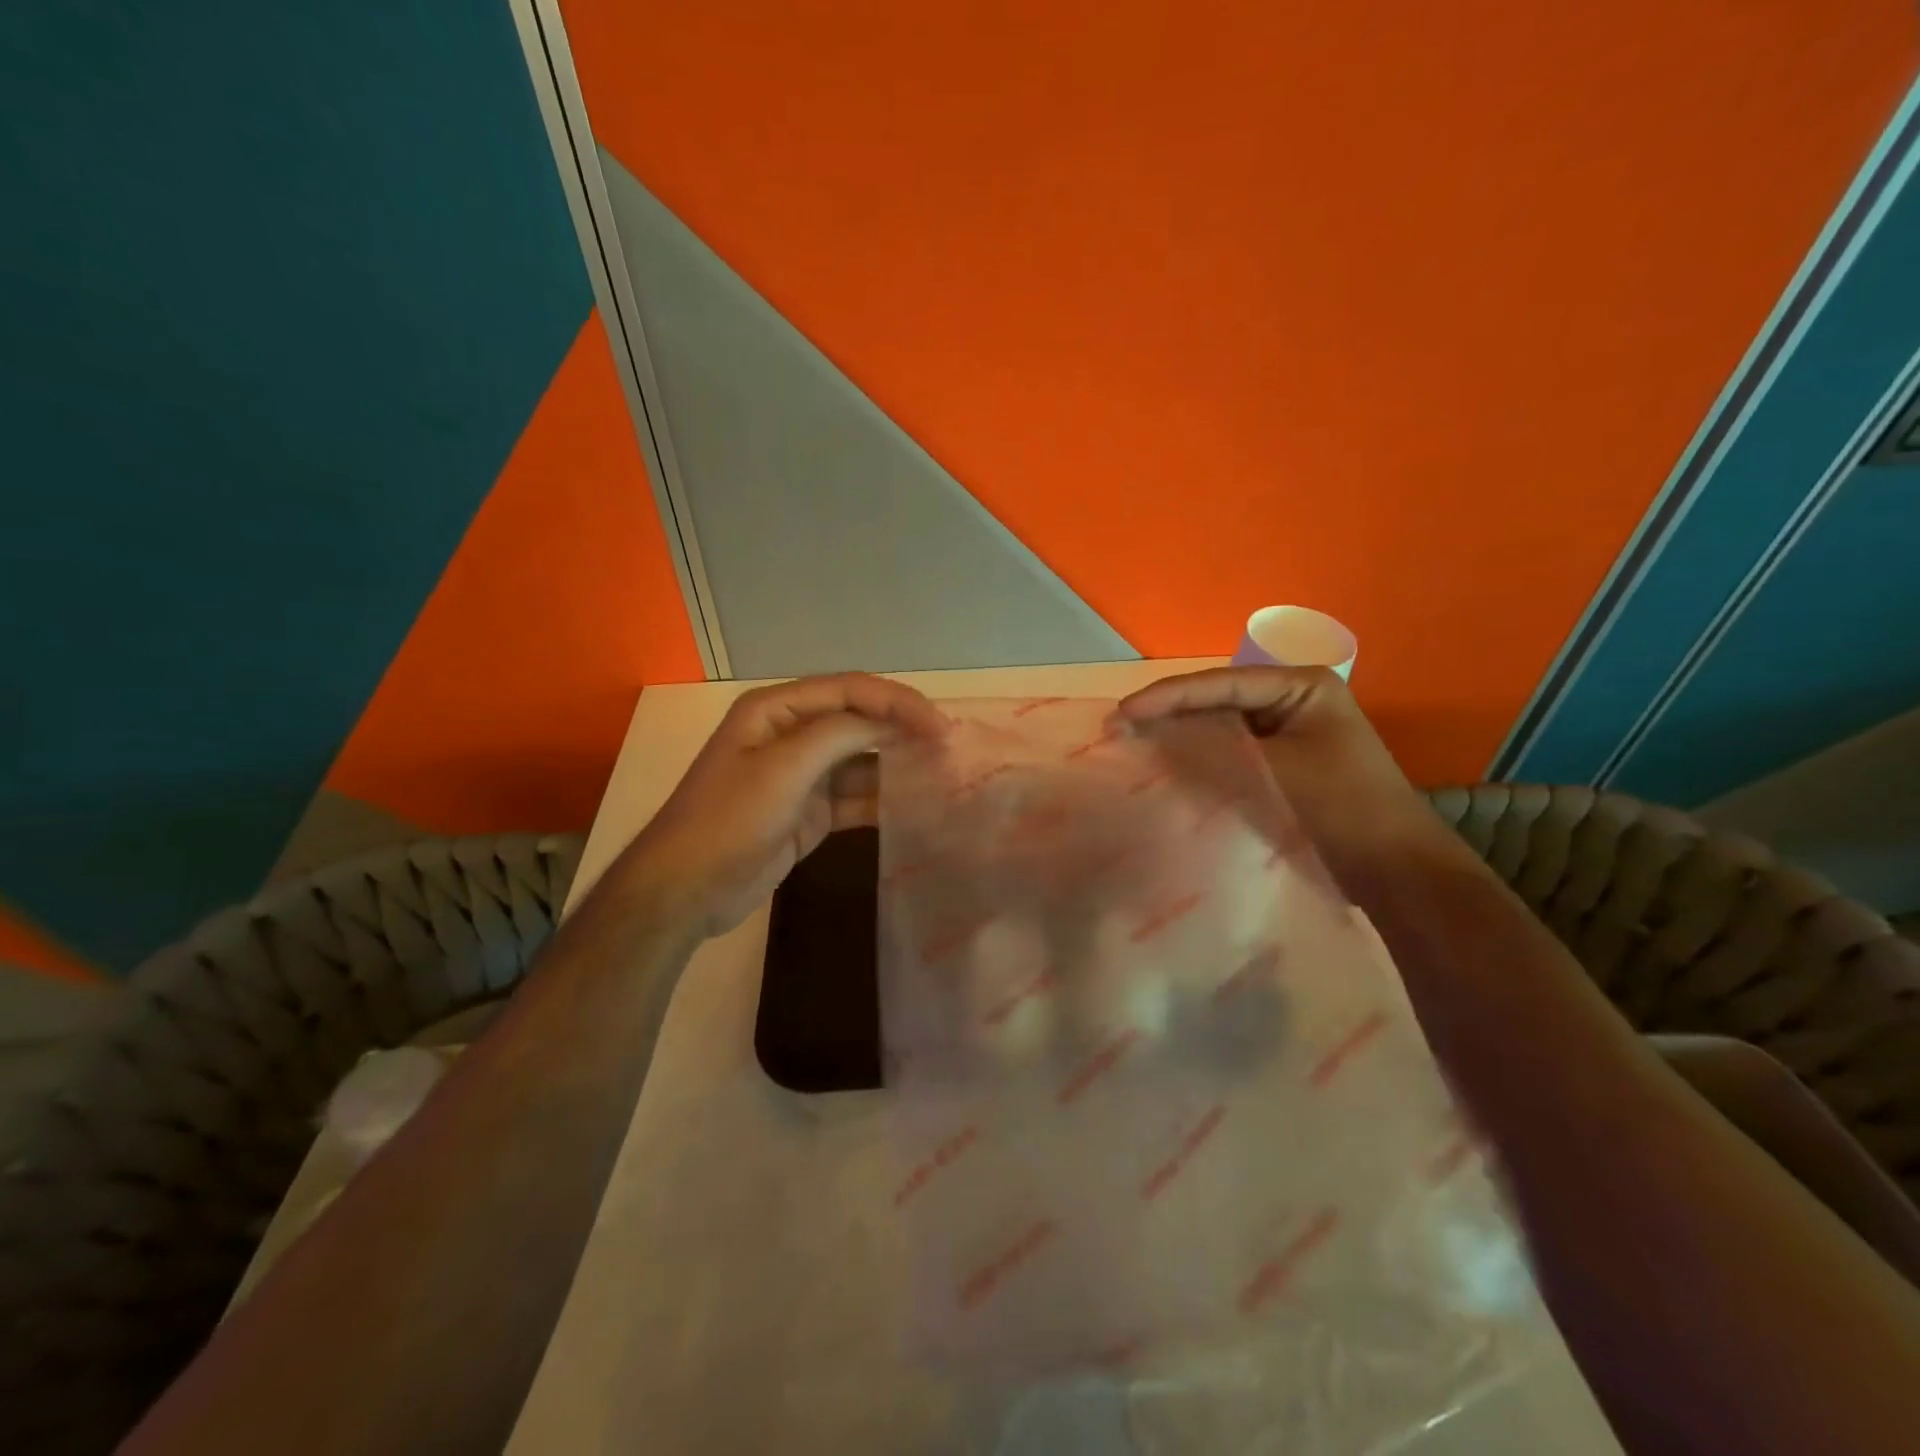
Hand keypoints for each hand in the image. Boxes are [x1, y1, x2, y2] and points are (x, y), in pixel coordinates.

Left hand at [614, 673, 947, 938]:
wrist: (688, 889)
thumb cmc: (730, 818)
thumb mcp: (784, 766)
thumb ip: (840, 735)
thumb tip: (892, 723)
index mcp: (777, 710)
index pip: (849, 690)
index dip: (896, 701)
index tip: (938, 725)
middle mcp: (791, 734)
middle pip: (858, 720)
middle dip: (902, 728)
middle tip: (948, 743)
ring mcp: (801, 776)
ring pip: (860, 760)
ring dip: (897, 764)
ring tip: (942, 771)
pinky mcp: (810, 812)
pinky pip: (855, 797)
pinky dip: (883, 799)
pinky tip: (916, 806)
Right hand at [1116, 666, 1458, 885]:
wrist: (1397, 873)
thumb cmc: (1342, 810)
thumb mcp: (1272, 773)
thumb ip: (1209, 752)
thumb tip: (1148, 738)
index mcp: (1301, 685)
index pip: (1220, 683)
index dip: (1166, 697)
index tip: (1121, 713)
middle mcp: (1293, 700)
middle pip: (1217, 701)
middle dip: (1169, 715)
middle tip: (1118, 727)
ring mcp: (1288, 734)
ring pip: (1221, 728)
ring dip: (1181, 738)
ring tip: (1132, 744)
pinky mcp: (1281, 766)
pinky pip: (1231, 755)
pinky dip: (1200, 761)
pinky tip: (1166, 769)